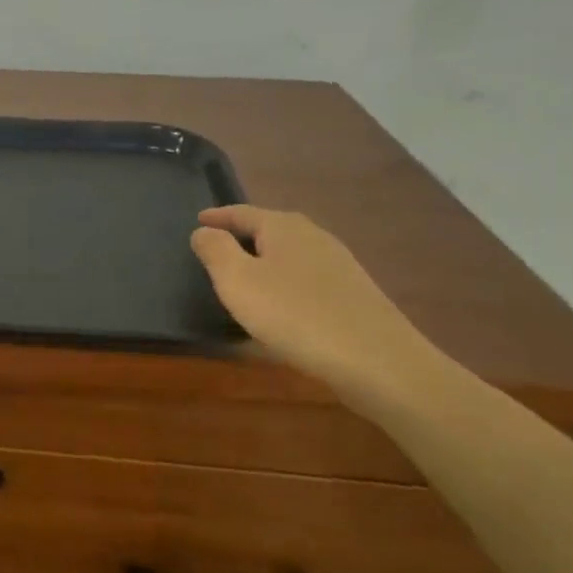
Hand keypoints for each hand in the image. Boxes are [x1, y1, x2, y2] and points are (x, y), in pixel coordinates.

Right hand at [191, 205, 439, 397]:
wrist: (375, 359)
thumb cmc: (294, 315)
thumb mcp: (238, 282)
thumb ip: (215, 251)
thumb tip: (203, 230)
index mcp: (283, 227)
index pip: (242, 212)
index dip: (217, 216)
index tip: (197, 220)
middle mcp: (314, 236)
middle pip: (270, 228)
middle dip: (243, 235)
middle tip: (218, 246)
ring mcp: (338, 264)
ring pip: (289, 254)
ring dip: (265, 261)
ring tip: (244, 276)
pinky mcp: (352, 293)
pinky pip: (305, 278)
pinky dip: (284, 282)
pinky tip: (279, 305)